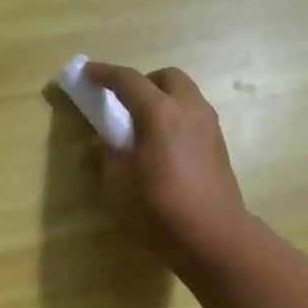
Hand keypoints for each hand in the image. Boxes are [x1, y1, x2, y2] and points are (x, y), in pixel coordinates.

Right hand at [82, 62, 248, 267]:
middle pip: (166, 77)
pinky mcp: (219, 145)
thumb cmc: (159, 210)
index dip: (104, 73)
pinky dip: (177, 118)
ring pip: (186, 95)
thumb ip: (108, 156)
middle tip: (125, 103)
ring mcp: (209, 125)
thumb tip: (105, 142)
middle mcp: (188, 109)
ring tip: (146, 127)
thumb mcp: (118, 186)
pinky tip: (166, 146)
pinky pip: (195, 116)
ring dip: (164, 100)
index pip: (128, 80)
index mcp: (159, 113)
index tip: (88, 72)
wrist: (212, 235)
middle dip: (144, 82)